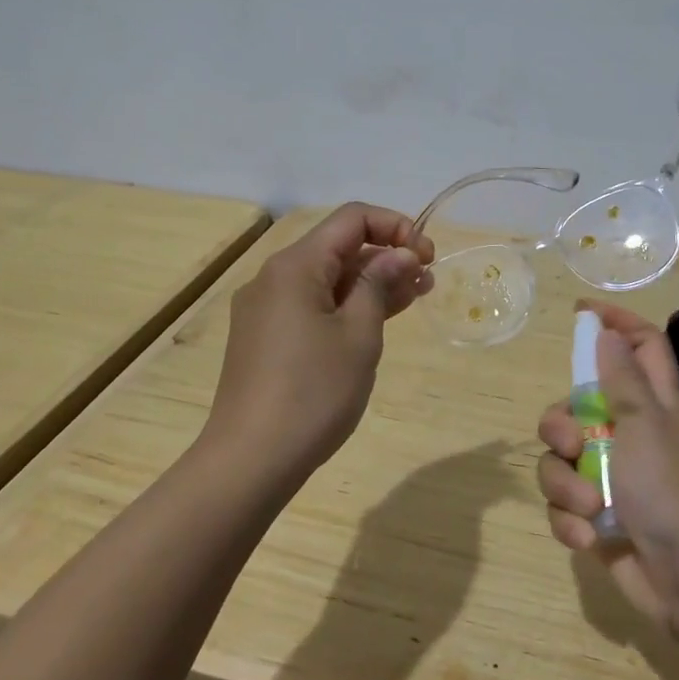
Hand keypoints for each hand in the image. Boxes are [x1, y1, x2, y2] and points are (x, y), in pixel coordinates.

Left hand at [207, 203, 434, 475]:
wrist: (250, 460)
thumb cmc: (313, 392)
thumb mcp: (359, 335)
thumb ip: (380, 284)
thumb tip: (400, 254)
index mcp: (295, 266)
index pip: (352, 219)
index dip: (395, 226)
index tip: (426, 256)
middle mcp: (274, 278)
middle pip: (338, 248)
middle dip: (386, 256)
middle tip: (428, 281)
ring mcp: (265, 309)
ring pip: (326, 279)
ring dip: (369, 283)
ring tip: (413, 298)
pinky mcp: (264, 338)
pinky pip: (311, 305)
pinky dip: (345, 306)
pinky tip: (374, 322)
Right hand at [537, 302, 678, 644]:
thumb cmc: (672, 492)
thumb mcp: (647, 427)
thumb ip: (623, 380)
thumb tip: (608, 333)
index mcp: (656, 407)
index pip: (642, 346)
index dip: (616, 323)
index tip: (581, 312)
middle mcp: (633, 436)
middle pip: (578, 406)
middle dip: (561, 425)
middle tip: (571, 442)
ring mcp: (615, 479)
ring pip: (563, 461)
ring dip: (565, 484)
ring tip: (587, 507)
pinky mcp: (600, 519)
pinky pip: (565, 506)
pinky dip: (570, 520)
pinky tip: (587, 537)